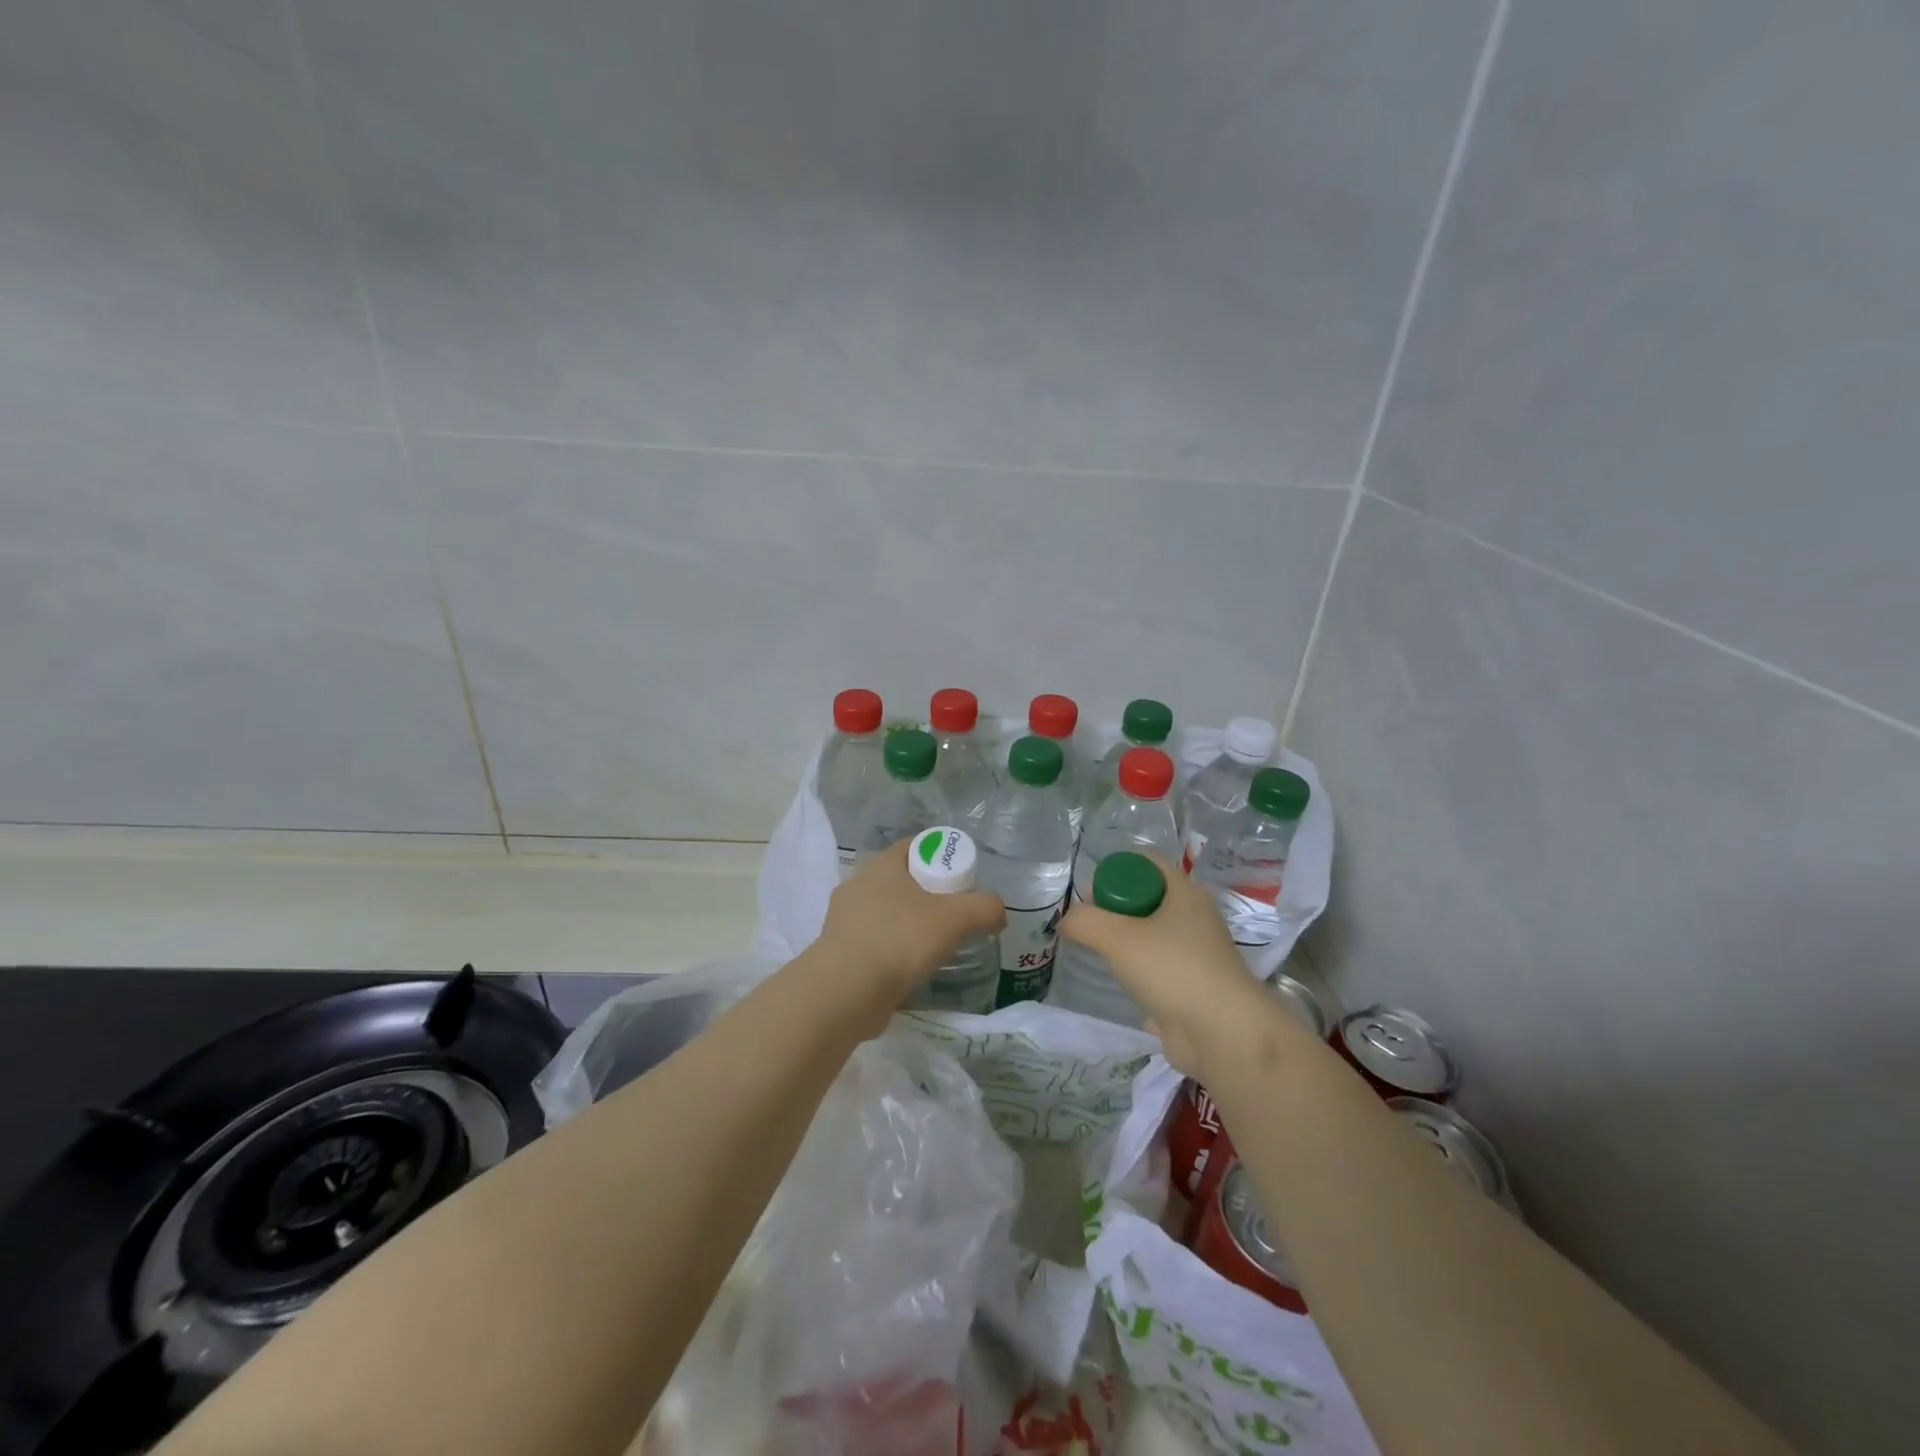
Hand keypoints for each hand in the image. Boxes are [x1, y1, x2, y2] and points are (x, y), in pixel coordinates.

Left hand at [818, 840, 1005, 1007]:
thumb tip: (997, 912)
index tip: (962, 881)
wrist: (845, 993)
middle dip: (928, 895)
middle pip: (902, 881)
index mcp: (881, 865)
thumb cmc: (899, 940)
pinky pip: (874, 943)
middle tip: (955, 916)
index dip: (941, 858)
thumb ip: (985, 908)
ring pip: (886, 913)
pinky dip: (892, 952)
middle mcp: (857, 885)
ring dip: (908, 926)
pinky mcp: (839, 952)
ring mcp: (843, 920)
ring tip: (935, 947)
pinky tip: (909, 970)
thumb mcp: (955, 918)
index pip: (915, 847)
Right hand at [1058, 852, 1277, 1078]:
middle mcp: (1195, 918)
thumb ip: (1085, 922)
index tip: (1091, 892)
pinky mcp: (1194, 987)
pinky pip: (1160, 969)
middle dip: (1116, 908)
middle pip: (1148, 898)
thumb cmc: (1173, 970)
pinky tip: (1123, 987)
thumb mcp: (1118, 938)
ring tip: (1101, 956)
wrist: (1223, 1035)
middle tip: (1089, 926)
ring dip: (1126, 943)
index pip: (1147, 861)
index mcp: (1185, 893)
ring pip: (1153, 936)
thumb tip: (1066, 921)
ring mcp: (1197, 954)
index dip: (1116, 868)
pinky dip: (1140, 975)